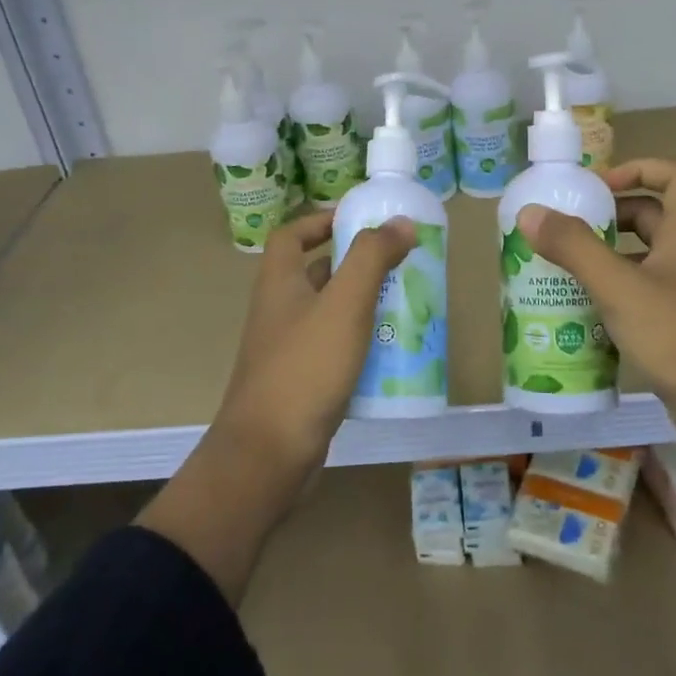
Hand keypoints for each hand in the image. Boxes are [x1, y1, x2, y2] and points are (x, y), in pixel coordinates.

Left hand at [214, 210, 416, 479]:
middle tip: (399, 264)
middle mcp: (279, 311)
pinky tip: (391, 352)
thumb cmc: (305, 368)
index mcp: (279, 283)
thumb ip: (371, 258)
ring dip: (362, 305)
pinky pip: (335, 350)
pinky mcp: (302, 382)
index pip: (291, 235)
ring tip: (405, 304)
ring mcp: (288, 349)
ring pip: (329, 314)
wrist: (269, 454)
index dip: (321, 221)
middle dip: (356, 265)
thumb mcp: (344, 304)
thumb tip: (400, 222)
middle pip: (316, 273)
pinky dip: (360, 344)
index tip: (361, 221)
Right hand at [516, 158, 675, 470]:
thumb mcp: (621, 288)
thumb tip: (531, 214)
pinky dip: (611, 302)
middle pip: (651, 219)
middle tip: (563, 233)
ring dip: (603, 264)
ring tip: (558, 275)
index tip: (597, 189)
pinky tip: (579, 321)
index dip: (639, 168)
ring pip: (642, 265)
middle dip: (607, 220)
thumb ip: (575, 249)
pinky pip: (640, 302)